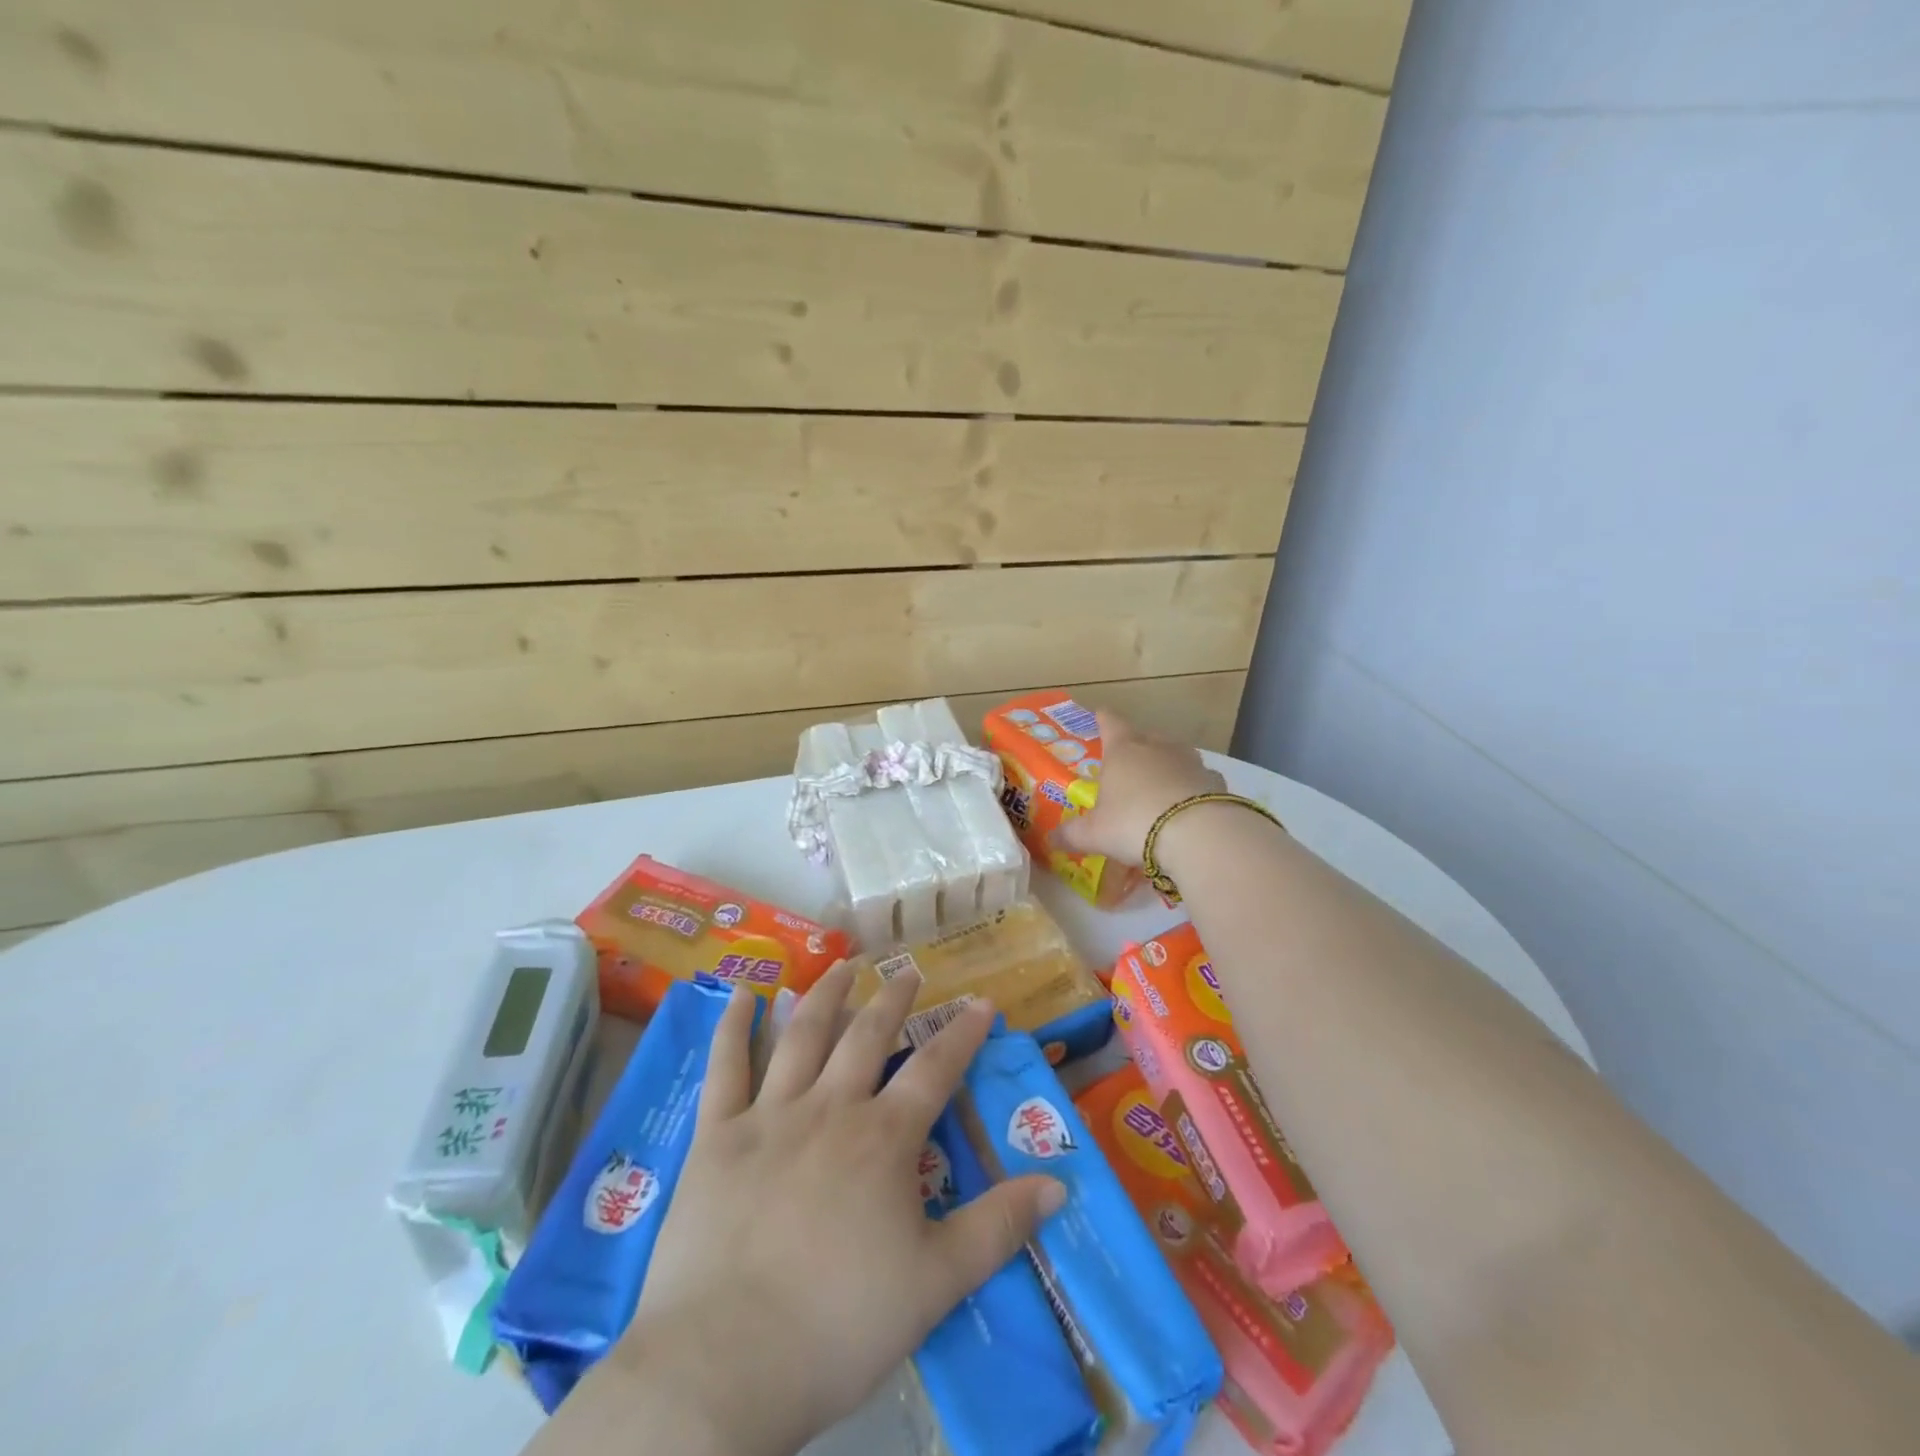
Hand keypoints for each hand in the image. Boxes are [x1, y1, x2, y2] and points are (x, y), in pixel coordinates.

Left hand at [612, 964, 1065, 1455]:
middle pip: (867, 1036)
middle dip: (894, 999)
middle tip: (909, 971)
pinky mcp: (718, 1136)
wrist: (726, 1364)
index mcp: (883, 1139)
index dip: (963, 1032)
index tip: (982, 1001)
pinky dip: (733, 1026)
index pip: (935, 1069)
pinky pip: (726, 1067)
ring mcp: (769, 1115)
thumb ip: (998, 1228)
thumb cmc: (839, 1325)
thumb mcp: (936, 1284)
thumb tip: (1057, 1184)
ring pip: (802, 1035)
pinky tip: (743, 992)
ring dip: (826, 994)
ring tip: (843, 965)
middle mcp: (829, 1108)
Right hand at [1053, 711, 1224, 863]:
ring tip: (1159, 783)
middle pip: (1145, 736)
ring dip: (1166, 765)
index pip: (1110, 723)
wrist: (1198, 834)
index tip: (1100, 714)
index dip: (1103, 719)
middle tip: (1127, 760)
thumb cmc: (1134, 823)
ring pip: (1175, 754)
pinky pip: (1198, 779)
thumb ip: (1072, 835)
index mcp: (1123, 750)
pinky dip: (1191, 787)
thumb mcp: (1095, 834)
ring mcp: (1190, 761)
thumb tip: (1051, 839)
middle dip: (1136, 745)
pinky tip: (1187, 804)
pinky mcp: (1215, 782)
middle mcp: (1157, 747)